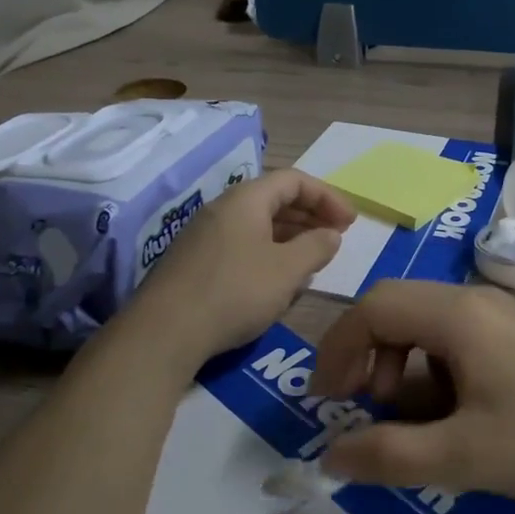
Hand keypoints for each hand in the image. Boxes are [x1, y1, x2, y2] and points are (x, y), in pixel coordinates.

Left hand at [134, 168, 354, 363]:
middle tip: (335, 237)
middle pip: (274, 199)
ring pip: (257, 224)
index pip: (294, 180)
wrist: (164, 332)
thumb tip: (331, 234)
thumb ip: (316, 247)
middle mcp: (222, 208)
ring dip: (290, 235)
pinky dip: (268, 252)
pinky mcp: (194, 261)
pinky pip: (241, 244)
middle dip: (310, 215)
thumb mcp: (287, 270)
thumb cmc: (235, 292)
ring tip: (313, 258)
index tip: (350, 222)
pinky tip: (277, 279)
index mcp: (246, 199)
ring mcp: (204, 234)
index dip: (327, 196)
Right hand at [310, 281, 514, 509]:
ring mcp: (500, 316)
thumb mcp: (464, 457)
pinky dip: (431, 369)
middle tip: (360, 407)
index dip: (338, 350)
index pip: (373, 308)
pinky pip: (454, 338)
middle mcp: (473, 301)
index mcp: (456, 314)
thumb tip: (330, 457)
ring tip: (408, 416)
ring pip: (424, 323)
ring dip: (399, 363)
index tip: (327, 401)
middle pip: (395, 307)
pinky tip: (452, 412)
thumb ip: (390, 456)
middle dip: (365, 355)